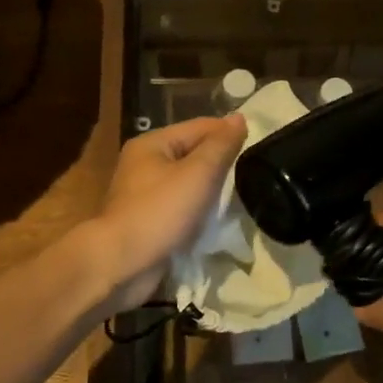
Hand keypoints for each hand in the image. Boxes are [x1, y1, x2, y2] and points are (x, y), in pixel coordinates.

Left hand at [89, 114, 245, 314]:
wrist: (122, 264)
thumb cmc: (161, 211)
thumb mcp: (198, 173)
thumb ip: (221, 145)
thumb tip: (239, 118)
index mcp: (152, 144)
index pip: (200, 126)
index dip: (229, 133)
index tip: (259, 146)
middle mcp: (145, 163)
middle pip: (194, 153)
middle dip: (222, 162)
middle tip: (255, 172)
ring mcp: (145, 194)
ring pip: (189, 182)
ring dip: (212, 188)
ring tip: (242, 194)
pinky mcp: (150, 221)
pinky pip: (183, 206)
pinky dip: (200, 209)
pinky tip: (220, 217)